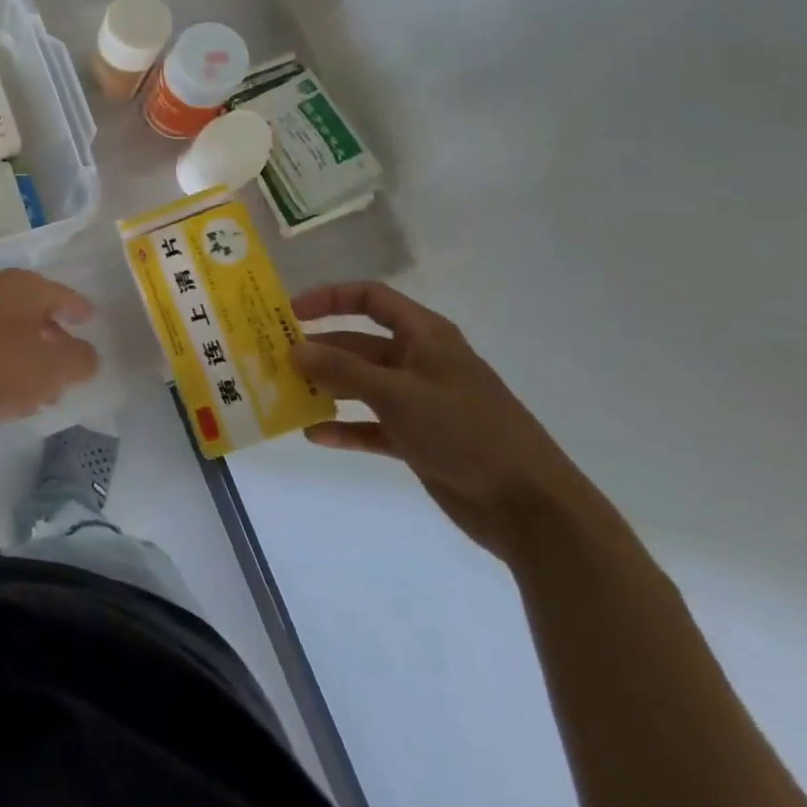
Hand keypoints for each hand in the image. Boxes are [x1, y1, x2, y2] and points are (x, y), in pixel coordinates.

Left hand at [0, 268, 97, 430]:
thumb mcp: (48, 368)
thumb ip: (78, 360)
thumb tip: (86, 355)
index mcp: (23, 287)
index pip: (63, 295)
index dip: (79, 309)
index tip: (90, 321)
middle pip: (34, 312)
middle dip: (53, 338)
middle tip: (68, 364)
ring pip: (8, 331)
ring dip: (26, 355)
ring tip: (39, 388)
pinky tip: (3, 391)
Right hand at [289, 281, 605, 560]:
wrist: (531, 508)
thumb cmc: (465, 431)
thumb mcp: (397, 393)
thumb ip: (341, 370)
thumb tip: (294, 349)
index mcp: (425, 336)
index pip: (371, 298)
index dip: (330, 298)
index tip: (290, 312)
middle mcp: (420, 362)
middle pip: (359, 344)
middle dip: (319, 351)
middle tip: (275, 361)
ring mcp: (419, 403)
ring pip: (361, 386)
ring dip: (326, 389)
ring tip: (286, 394)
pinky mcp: (419, 440)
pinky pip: (371, 426)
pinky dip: (345, 428)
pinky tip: (315, 435)